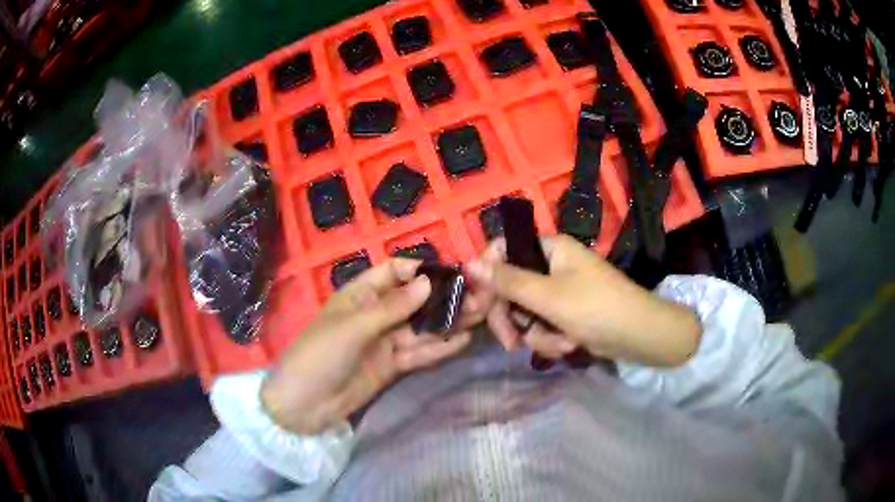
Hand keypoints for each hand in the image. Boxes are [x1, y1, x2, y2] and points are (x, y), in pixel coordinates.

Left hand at [260, 259, 475, 434]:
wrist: (304, 405)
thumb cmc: (319, 355)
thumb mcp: (353, 326)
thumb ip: (392, 307)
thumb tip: (427, 282)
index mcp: (360, 295)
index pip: (394, 272)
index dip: (420, 270)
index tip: (452, 272)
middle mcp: (376, 314)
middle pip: (414, 301)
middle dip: (443, 298)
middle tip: (478, 295)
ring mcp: (385, 341)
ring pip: (422, 327)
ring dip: (448, 321)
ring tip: (480, 314)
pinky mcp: (392, 366)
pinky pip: (419, 353)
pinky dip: (440, 347)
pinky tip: (463, 338)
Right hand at [466, 235, 700, 366]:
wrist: (640, 336)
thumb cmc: (597, 308)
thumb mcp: (548, 296)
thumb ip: (507, 281)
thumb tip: (468, 263)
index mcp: (549, 248)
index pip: (502, 252)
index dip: (487, 279)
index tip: (477, 306)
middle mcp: (551, 265)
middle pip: (510, 289)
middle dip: (514, 320)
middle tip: (511, 343)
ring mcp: (559, 290)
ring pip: (525, 313)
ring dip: (538, 334)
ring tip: (561, 344)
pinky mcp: (566, 313)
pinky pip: (542, 325)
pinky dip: (552, 339)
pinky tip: (570, 345)